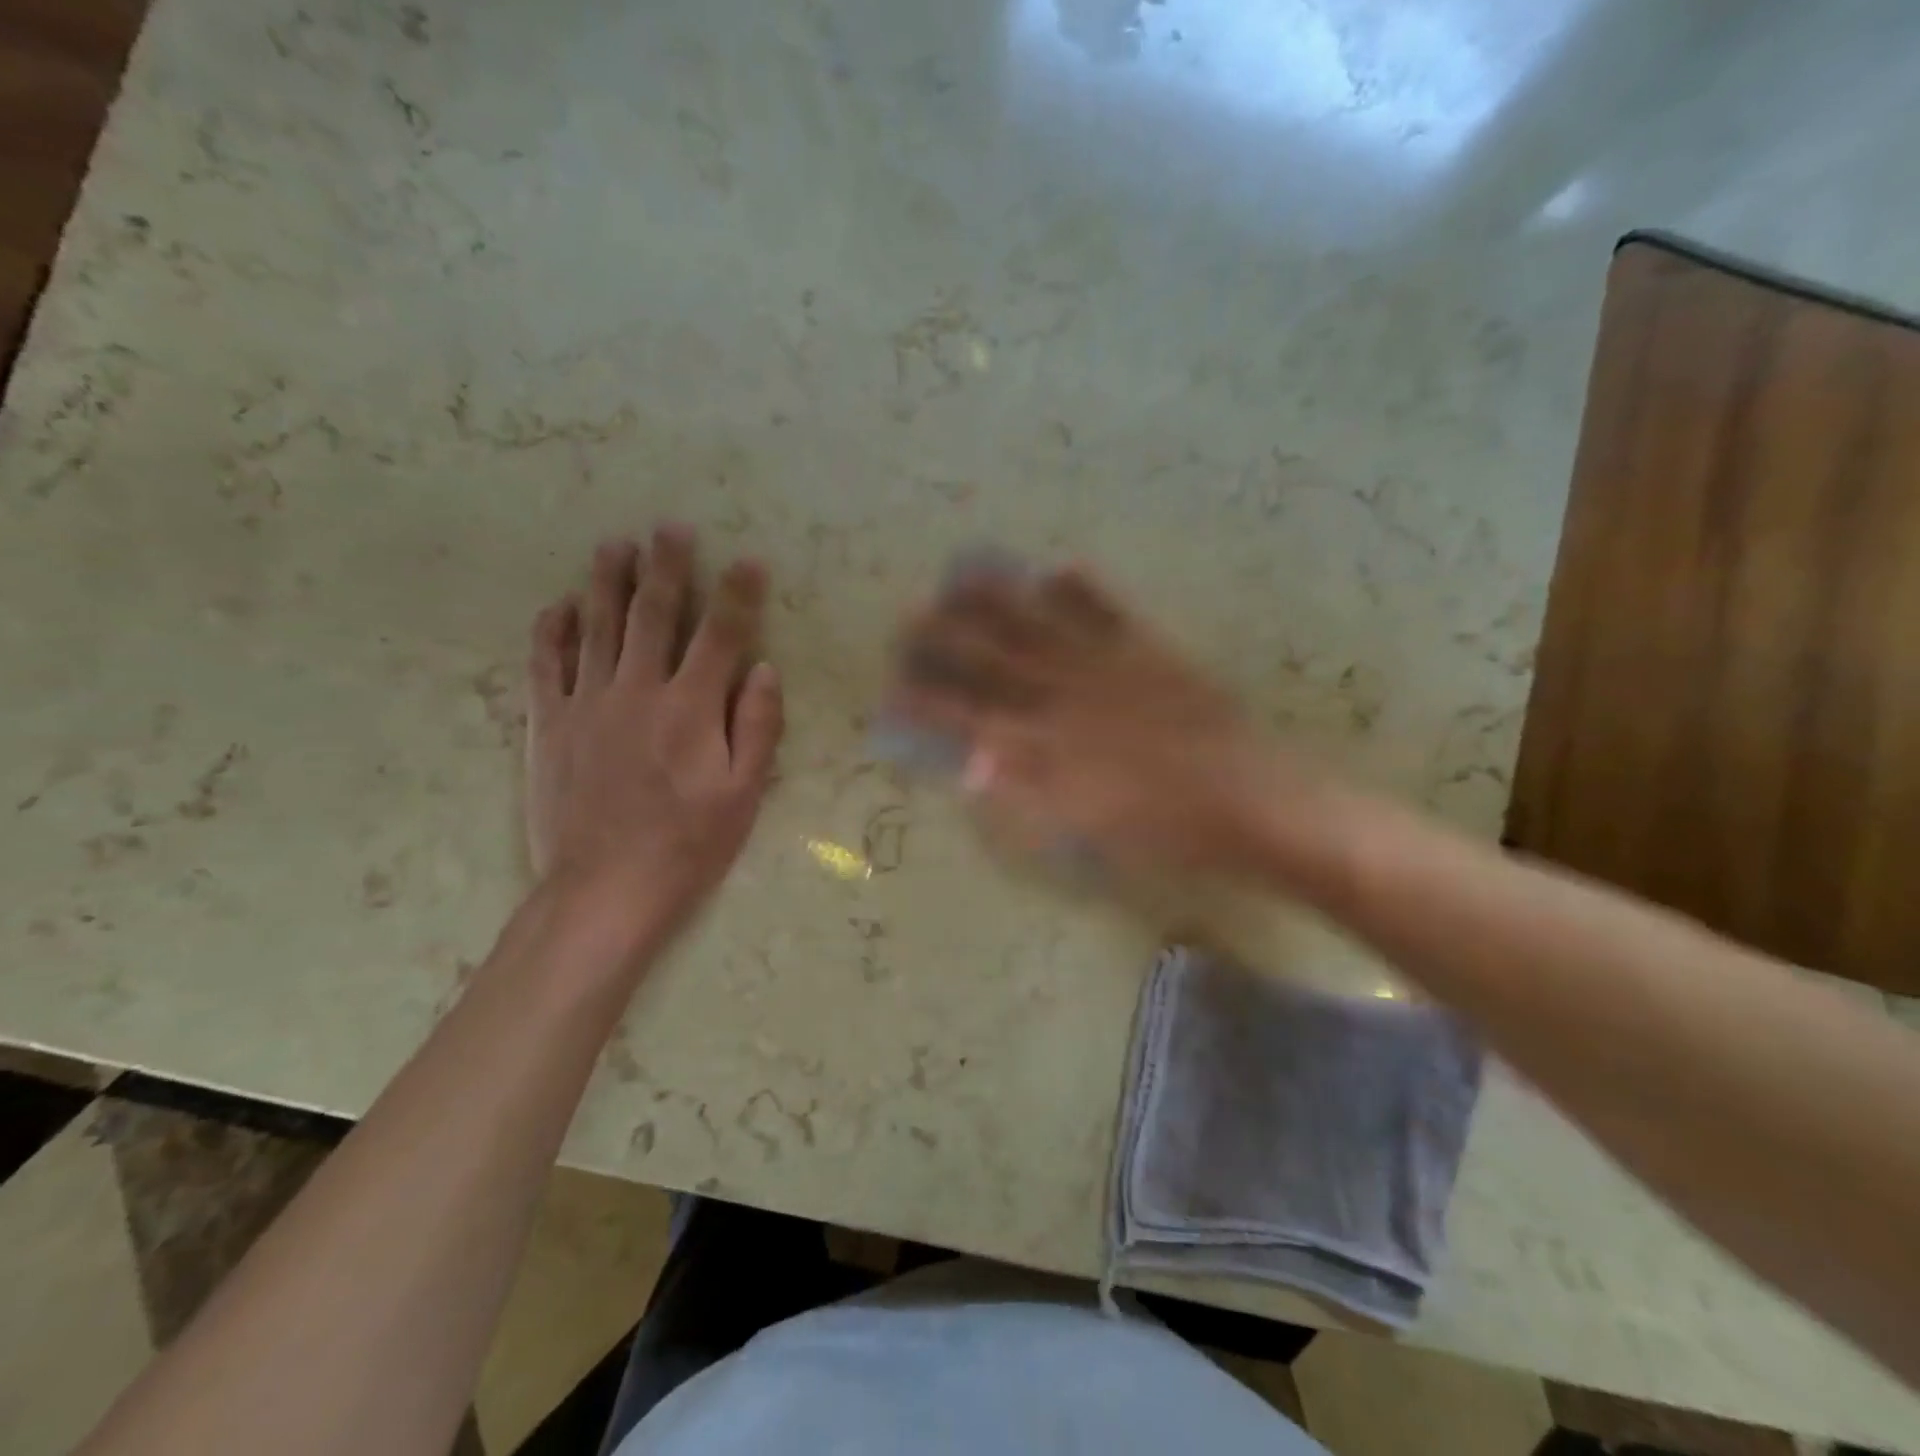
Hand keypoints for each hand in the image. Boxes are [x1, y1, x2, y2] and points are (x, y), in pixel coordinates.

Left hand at [526, 526, 782, 958]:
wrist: (604, 888)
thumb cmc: (688, 845)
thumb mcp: (743, 795)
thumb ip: (757, 727)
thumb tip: (764, 669)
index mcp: (692, 709)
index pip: (720, 635)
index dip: (737, 594)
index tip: (747, 560)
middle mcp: (638, 691)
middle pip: (653, 615)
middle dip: (666, 567)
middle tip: (669, 527)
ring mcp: (587, 704)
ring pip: (597, 627)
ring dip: (607, 582)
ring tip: (614, 545)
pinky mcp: (549, 725)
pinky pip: (546, 665)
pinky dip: (552, 631)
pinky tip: (558, 605)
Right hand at [893, 565, 1301, 876]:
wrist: (1248, 800)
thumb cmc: (1165, 831)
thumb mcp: (1086, 828)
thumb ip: (1025, 793)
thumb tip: (971, 763)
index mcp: (1049, 744)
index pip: (971, 717)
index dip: (929, 702)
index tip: (893, 686)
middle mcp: (1068, 696)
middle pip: (995, 661)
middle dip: (947, 640)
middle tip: (909, 615)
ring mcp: (1109, 667)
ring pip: (1041, 626)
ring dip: (999, 601)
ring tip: (963, 574)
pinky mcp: (1151, 653)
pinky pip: (1110, 613)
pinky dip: (1083, 589)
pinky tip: (1057, 566)